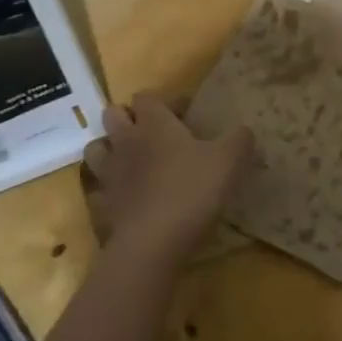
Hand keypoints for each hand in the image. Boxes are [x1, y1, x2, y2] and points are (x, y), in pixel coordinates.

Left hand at [81, 94, 254, 265]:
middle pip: (113, 115)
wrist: (152, 243)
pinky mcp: (101, 205)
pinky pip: (97, 189)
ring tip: (130, 160)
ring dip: (110, 148)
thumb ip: (240, 140)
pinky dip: (107, 189)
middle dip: (128, 118)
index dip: (163, 102)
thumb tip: (245, 130)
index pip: (146, 97)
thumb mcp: (229, 161)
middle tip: (153, 133)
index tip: (183, 116)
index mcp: (154, 124)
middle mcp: (125, 142)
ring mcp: (108, 174)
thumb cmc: (192, 191)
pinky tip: (123, 197)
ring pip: (96, 148)